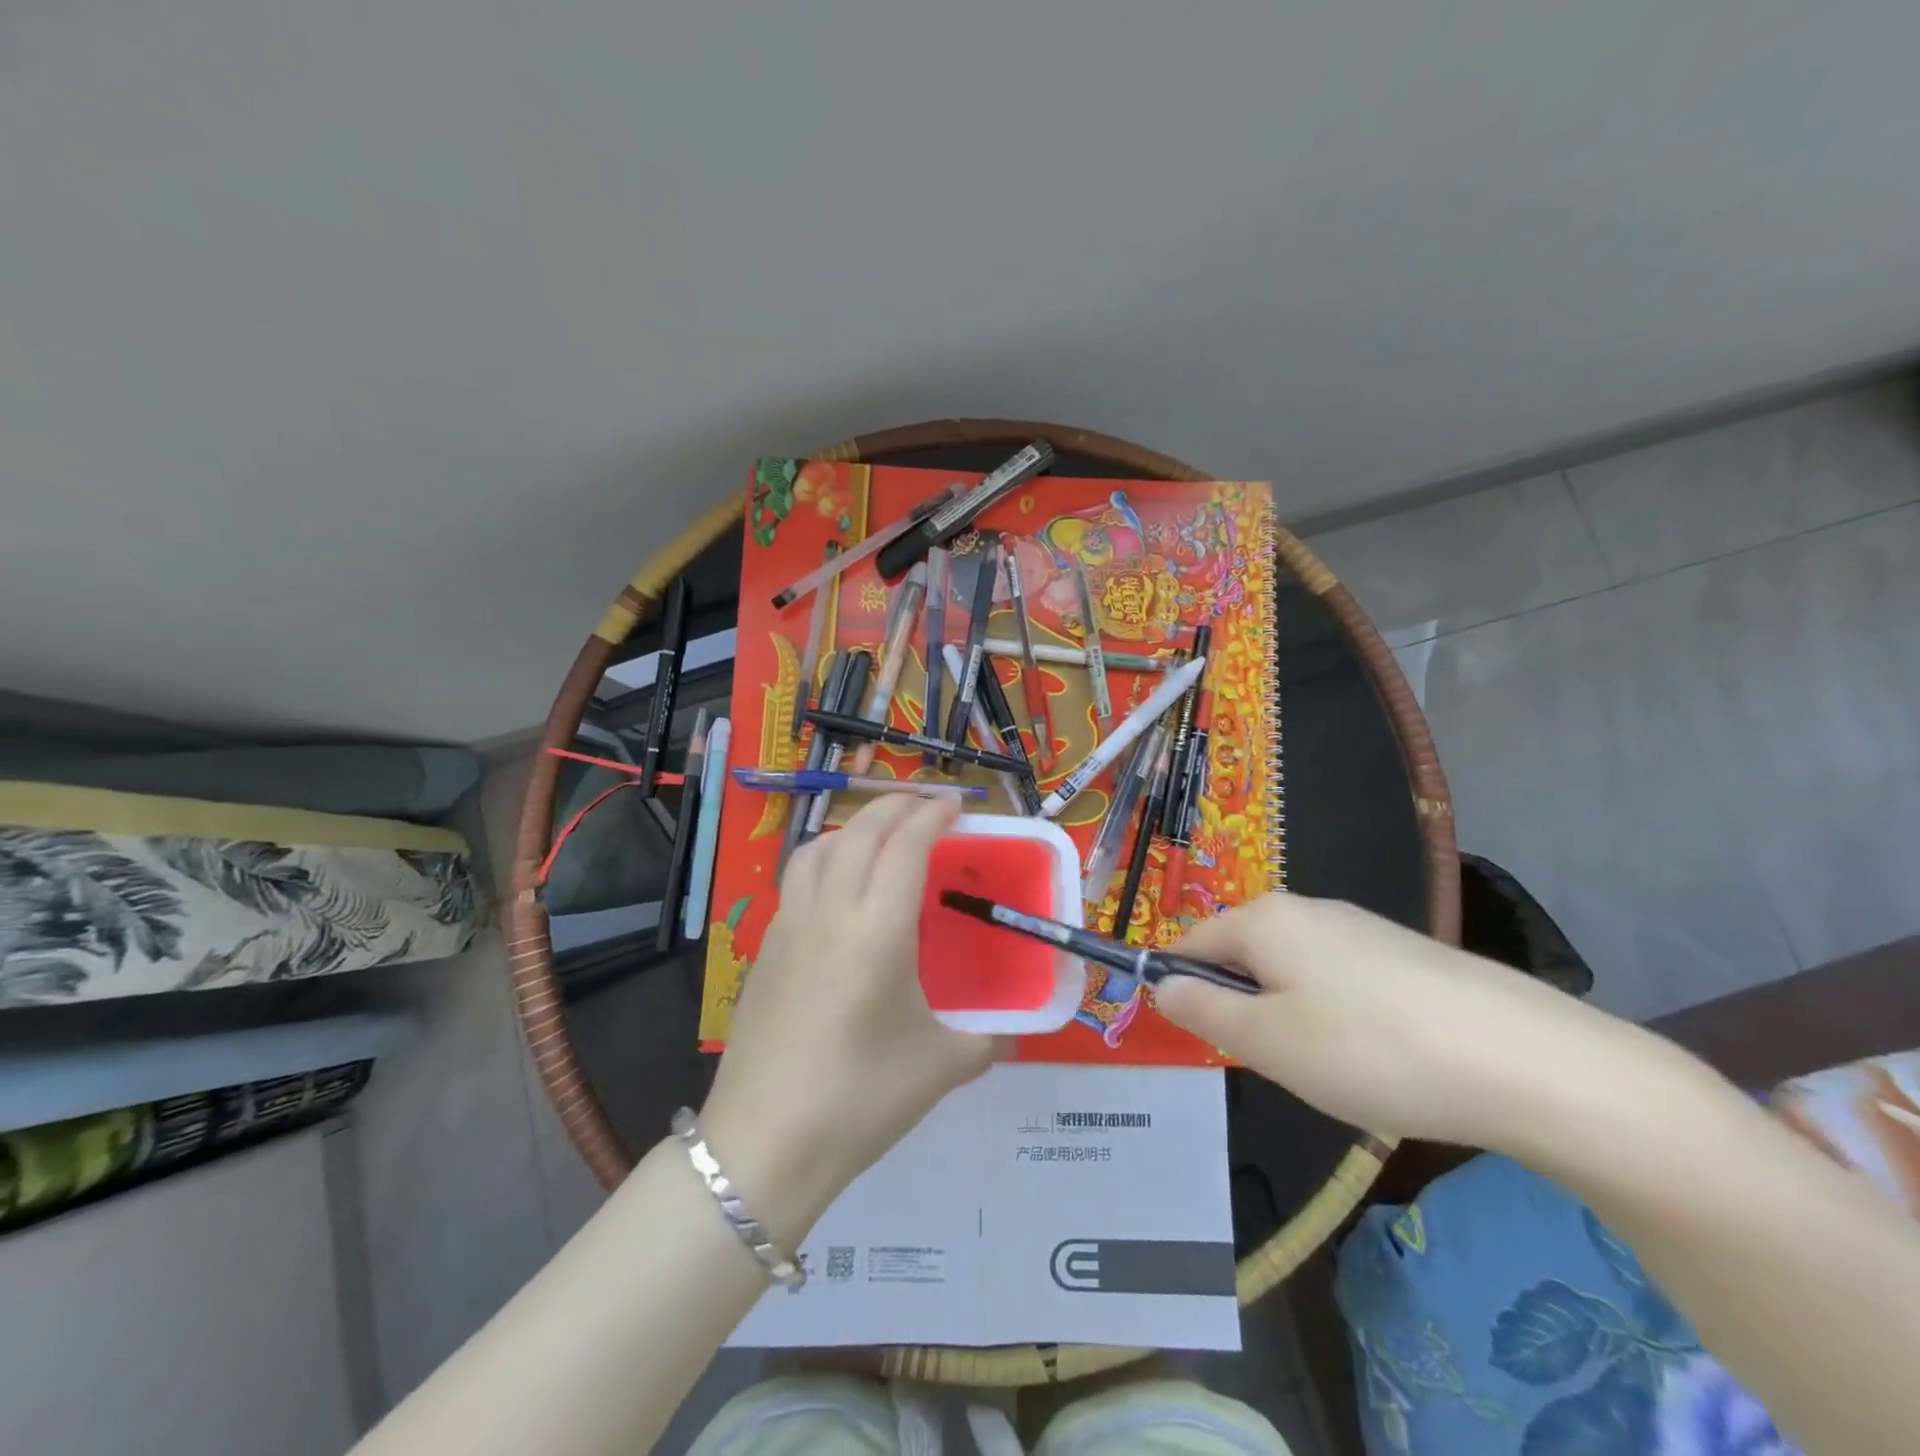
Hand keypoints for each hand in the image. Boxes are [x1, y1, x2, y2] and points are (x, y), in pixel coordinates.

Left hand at [698, 795, 996, 1244]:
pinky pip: (797, 879)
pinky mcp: (765, 949)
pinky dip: (825, 859)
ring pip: (819, 847)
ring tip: (881, 840)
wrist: (763, 1145)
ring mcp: (789, 926)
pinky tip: (840, 891)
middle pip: (860, 831)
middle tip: (926, 808)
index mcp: (878, 931)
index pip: (906, 845)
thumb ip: (986, 1041)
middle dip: (895, 806)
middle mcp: (830, 912)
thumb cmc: (860, 1101)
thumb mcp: (941, 1068)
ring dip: (854, 828)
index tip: (957, 805)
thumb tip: (1010, 1034)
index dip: (933, 815)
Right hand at [1153, 892, 1660, 1149]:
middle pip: (1244, 956)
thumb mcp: (1267, 1043)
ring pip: (1294, 972)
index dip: (1182, 988)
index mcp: (1264, 919)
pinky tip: (1382, 1058)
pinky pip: (1342, 981)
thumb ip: (1202, 1010)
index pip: (1192, 943)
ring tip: (1335, 1069)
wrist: (1529, 1061)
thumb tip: (1161, 985)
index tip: (1202, 1041)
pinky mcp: (1406, 953)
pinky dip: (1341, 1019)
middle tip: (1278, 1064)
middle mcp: (1307, 908)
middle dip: (1246, 1008)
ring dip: (1293, 1017)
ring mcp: (1362, 927)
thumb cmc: (1370, 1049)